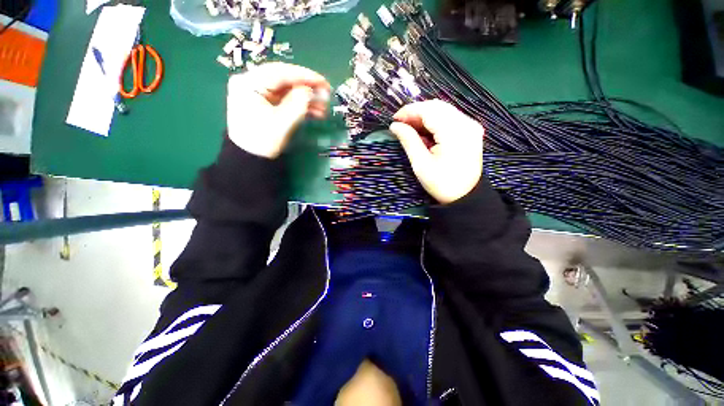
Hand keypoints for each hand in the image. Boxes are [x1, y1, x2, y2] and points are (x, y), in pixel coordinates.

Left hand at [227, 62, 330, 157]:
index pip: (280, 72)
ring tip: (324, 109)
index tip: (323, 82)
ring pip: (287, 91)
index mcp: (249, 83)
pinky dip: (300, 105)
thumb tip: (312, 90)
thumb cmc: (262, 141)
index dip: (304, 76)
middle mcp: (251, 83)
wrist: (250, 160)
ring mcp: (258, 94)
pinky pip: (285, 100)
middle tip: (326, 94)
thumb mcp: (281, 122)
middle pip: (284, 80)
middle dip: (307, 88)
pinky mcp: (266, 104)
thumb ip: (298, 103)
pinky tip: (315, 112)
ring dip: (306, 99)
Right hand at [389, 100, 483, 204]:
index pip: (429, 110)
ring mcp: (470, 126)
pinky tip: (425, 132)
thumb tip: (395, 126)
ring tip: (410, 128)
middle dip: (416, 113)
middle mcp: (466, 123)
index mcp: (454, 132)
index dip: (409, 111)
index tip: (394, 119)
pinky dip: (434, 122)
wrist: (465, 197)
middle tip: (400, 124)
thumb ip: (408, 140)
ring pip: (443, 110)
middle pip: (437, 107)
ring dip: (424, 116)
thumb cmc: (441, 183)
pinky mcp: (470, 131)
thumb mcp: (421, 164)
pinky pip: (449, 118)